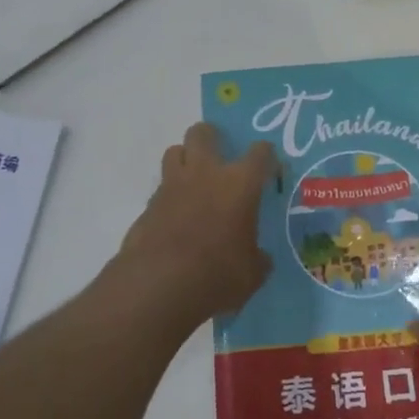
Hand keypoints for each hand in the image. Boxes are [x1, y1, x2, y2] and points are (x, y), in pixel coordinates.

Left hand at [115, 122, 277, 326]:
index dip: (268, 158)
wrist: (159, 285)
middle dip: (212, 138)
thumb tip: (260, 258)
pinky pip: (161, 187)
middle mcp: (205, 173)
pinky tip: (176, 217)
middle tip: (220, 158)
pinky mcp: (148, 204)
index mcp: (240, 183)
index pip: (260, 153)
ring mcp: (172, 186)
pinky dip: (170, 195)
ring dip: (185, 160)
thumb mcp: (251, 273)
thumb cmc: (217, 274)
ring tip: (194, 182)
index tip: (270, 171)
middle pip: (204, 133)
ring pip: (174, 151)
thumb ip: (257, 258)